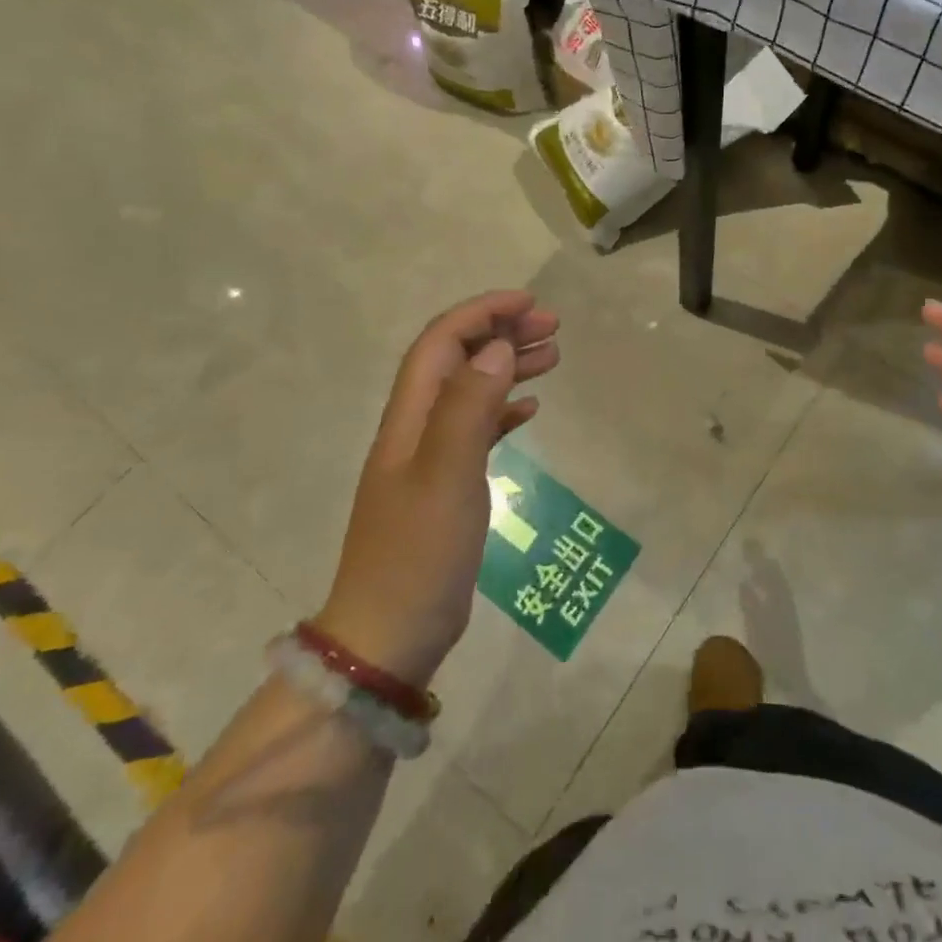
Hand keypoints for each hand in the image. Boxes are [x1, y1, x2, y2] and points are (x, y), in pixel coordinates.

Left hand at [317, 291, 559, 686]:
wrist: (388, 637)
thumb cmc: (417, 555)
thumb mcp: (446, 477)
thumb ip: (469, 408)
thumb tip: (497, 348)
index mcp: (410, 418)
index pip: (442, 343)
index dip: (482, 313)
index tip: (530, 303)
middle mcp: (417, 428)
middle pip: (458, 360)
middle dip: (501, 333)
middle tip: (552, 327)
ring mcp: (430, 458)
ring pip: (471, 390)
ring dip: (508, 366)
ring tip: (553, 357)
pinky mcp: (446, 486)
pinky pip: (478, 429)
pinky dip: (504, 409)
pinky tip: (530, 409)